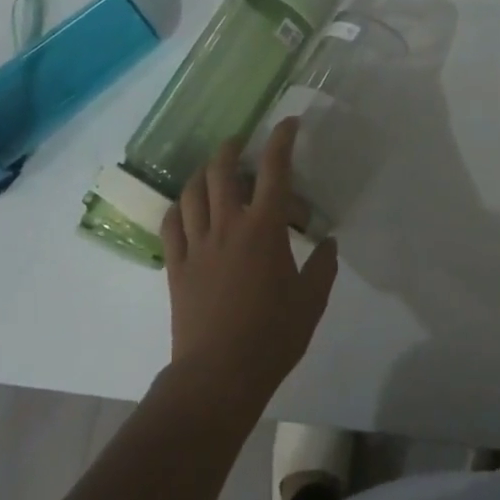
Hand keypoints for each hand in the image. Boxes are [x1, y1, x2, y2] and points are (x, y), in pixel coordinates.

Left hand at [162, 119, 338, 416]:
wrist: (218, 376)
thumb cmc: (271, 337)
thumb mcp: (311, 302)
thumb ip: (323, 267)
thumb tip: (328, 241)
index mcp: (264, 228)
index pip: (274, 170)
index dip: (281, 140)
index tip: (288, 123)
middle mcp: (228, 224)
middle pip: (222, 169)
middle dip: (232, 148)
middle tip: (240, 144)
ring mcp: (197, 243)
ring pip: (193, 191)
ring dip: (203, 172)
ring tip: (212, 170)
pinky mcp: (176, 264)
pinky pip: (171, 223)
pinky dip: (178, 207)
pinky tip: (186, 207)